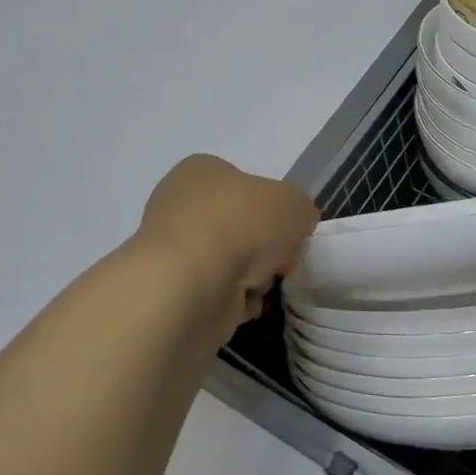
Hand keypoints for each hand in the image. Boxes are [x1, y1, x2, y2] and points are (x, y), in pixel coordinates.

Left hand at [138, 155, 318, 341]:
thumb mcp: (294, 203)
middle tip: (282, 261)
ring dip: (253, 275)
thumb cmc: (241, 225)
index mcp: (201, 171)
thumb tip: (295, 229)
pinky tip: (241, 303)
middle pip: (240, 226)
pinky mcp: (174, 291)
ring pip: (231, 261)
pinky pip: (218, 293)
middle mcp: (181, 205)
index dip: (274, 208)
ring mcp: (175, 250)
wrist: (192, 284)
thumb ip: (301, 210)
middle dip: (266, 246)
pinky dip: (235, 301)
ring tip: (260, 283)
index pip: (245, 185)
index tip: (292, 230)